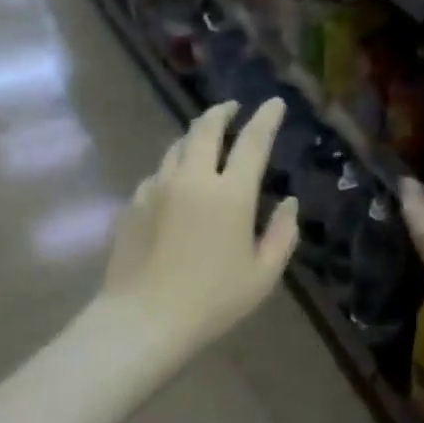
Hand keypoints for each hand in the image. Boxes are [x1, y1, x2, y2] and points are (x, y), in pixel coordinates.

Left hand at [98, 97, 299, 355]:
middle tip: (232, 109)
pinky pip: (158, 174)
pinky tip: (177, 186)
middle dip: (222, 112)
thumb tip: (289, 203)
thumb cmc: (212, 301)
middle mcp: (193, 178)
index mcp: (231, 194)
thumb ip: (282, 234)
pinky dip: (174, 170)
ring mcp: (158, 187)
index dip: (266, 118)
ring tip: (205, 143)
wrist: (144, 318)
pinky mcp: (134, 202)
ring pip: (177, 147)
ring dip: (195, 138)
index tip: (274, 103)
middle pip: (206, 128)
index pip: (253, 141)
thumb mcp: (263, 275)